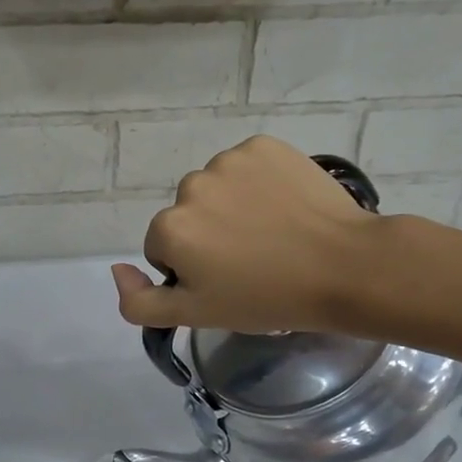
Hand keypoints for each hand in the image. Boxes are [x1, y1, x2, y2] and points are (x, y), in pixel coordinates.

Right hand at [111, 135, 387, 334]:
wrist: (344, 267)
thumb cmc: (266, 298)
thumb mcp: (195, 315)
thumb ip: (140, 302)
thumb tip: (116, 271)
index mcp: (169, 227)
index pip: (163, 249)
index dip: (191, 269)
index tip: (226, 282)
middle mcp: (190, 186)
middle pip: (187, 215)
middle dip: (208, 235)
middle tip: (250, 260)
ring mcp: (229, 161)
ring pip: (216, 189)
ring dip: (231, 207)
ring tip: (271, 233)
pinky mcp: (265, 146)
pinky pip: (246, 166)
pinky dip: (257, 183)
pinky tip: (283, 206)